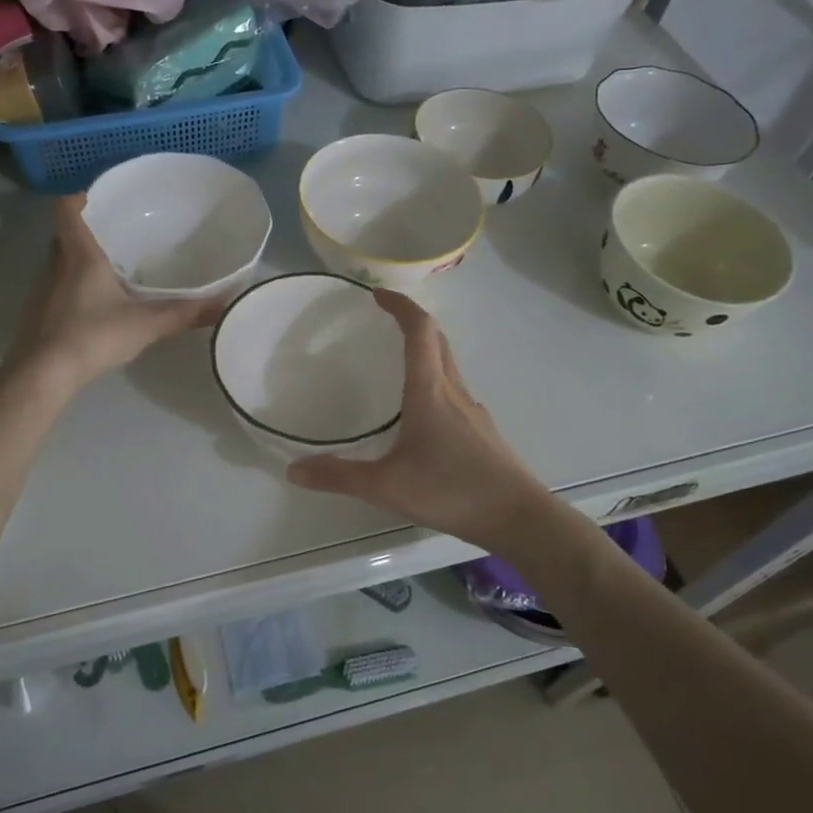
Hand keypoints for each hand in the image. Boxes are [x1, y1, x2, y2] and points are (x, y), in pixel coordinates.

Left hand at [8, 195, 221, 393]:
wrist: (42, 374)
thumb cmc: (91, 336)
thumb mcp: (145, 324)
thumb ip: (183, 313)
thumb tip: (224, 303)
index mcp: (79, 255)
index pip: (67, 207)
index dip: (80, 195)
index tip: (101, 196)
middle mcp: (55, 265)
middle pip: (65, 235)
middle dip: (87, 231)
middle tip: (116, 235)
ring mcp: (41, 290)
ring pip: (60, 263)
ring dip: (80, 262)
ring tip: (111, 270)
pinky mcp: (36, 314)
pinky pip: (56, 289)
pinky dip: (73, 290)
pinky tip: (94, 308)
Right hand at [286, 289, 552, 549]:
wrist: (519, 518)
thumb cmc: (452, 491)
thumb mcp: (387, 486)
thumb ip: (339, 476)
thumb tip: (293, 469)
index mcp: (430, 391)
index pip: (419, 330)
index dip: (400, 305)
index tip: (377, 295)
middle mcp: (454, 391)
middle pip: (437, 341)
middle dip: (412, 322)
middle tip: (383, 321)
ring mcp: (473, 411)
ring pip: (448, 366)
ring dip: (425, 351)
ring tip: (397, 363)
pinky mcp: (482, 432)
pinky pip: (454, 391)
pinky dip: (434, 382)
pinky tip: (422, 415)